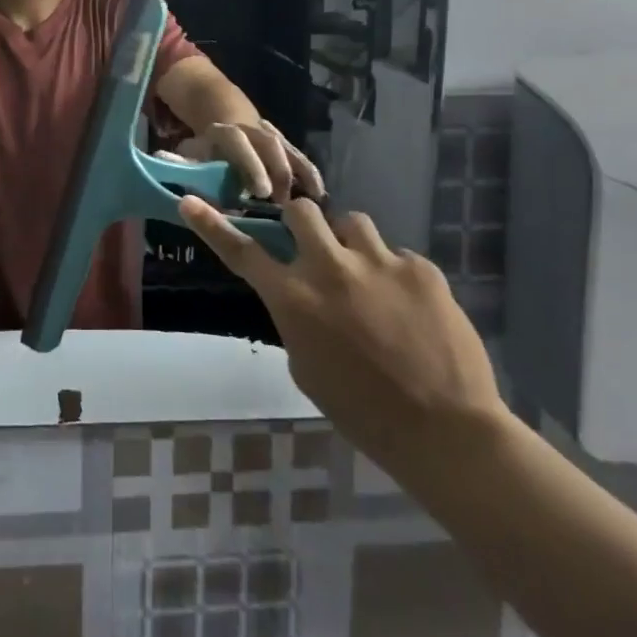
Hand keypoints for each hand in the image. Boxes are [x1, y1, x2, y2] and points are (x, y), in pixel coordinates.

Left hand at [174, 121, 324, 201]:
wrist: (224, 120)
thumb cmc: (205, 150)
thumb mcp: (189, 154)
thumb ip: (180, 162)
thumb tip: (161, 161)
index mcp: (225, 132)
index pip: (238, 142)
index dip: (251, 165)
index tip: (259, 192)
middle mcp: (252, 130)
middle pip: (269, 145)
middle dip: (276, 172)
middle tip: (281, 203)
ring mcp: (272, 136)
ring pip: (288, 150)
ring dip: (296, 176)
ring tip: (304, 205)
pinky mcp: (287, 147)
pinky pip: (301, 157)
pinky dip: (311, 174)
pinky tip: (320, 196)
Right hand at [178, 196, 504, 473]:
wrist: (447, 434)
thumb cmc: (364, 413)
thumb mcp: (307, 368)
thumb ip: (296, 320)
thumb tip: (302, 296)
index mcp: (294, 300)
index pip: (243, 252)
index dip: (212, 225)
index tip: (189, 202)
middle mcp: (329, 268)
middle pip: (302, 211)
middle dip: (303, 224)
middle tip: (317, 248)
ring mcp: (378, 262)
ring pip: (352, 222)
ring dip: (351, 244)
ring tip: (368, 277)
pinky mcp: (420, 268)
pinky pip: (398, 255)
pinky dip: (396, 275)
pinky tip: (411, 310)